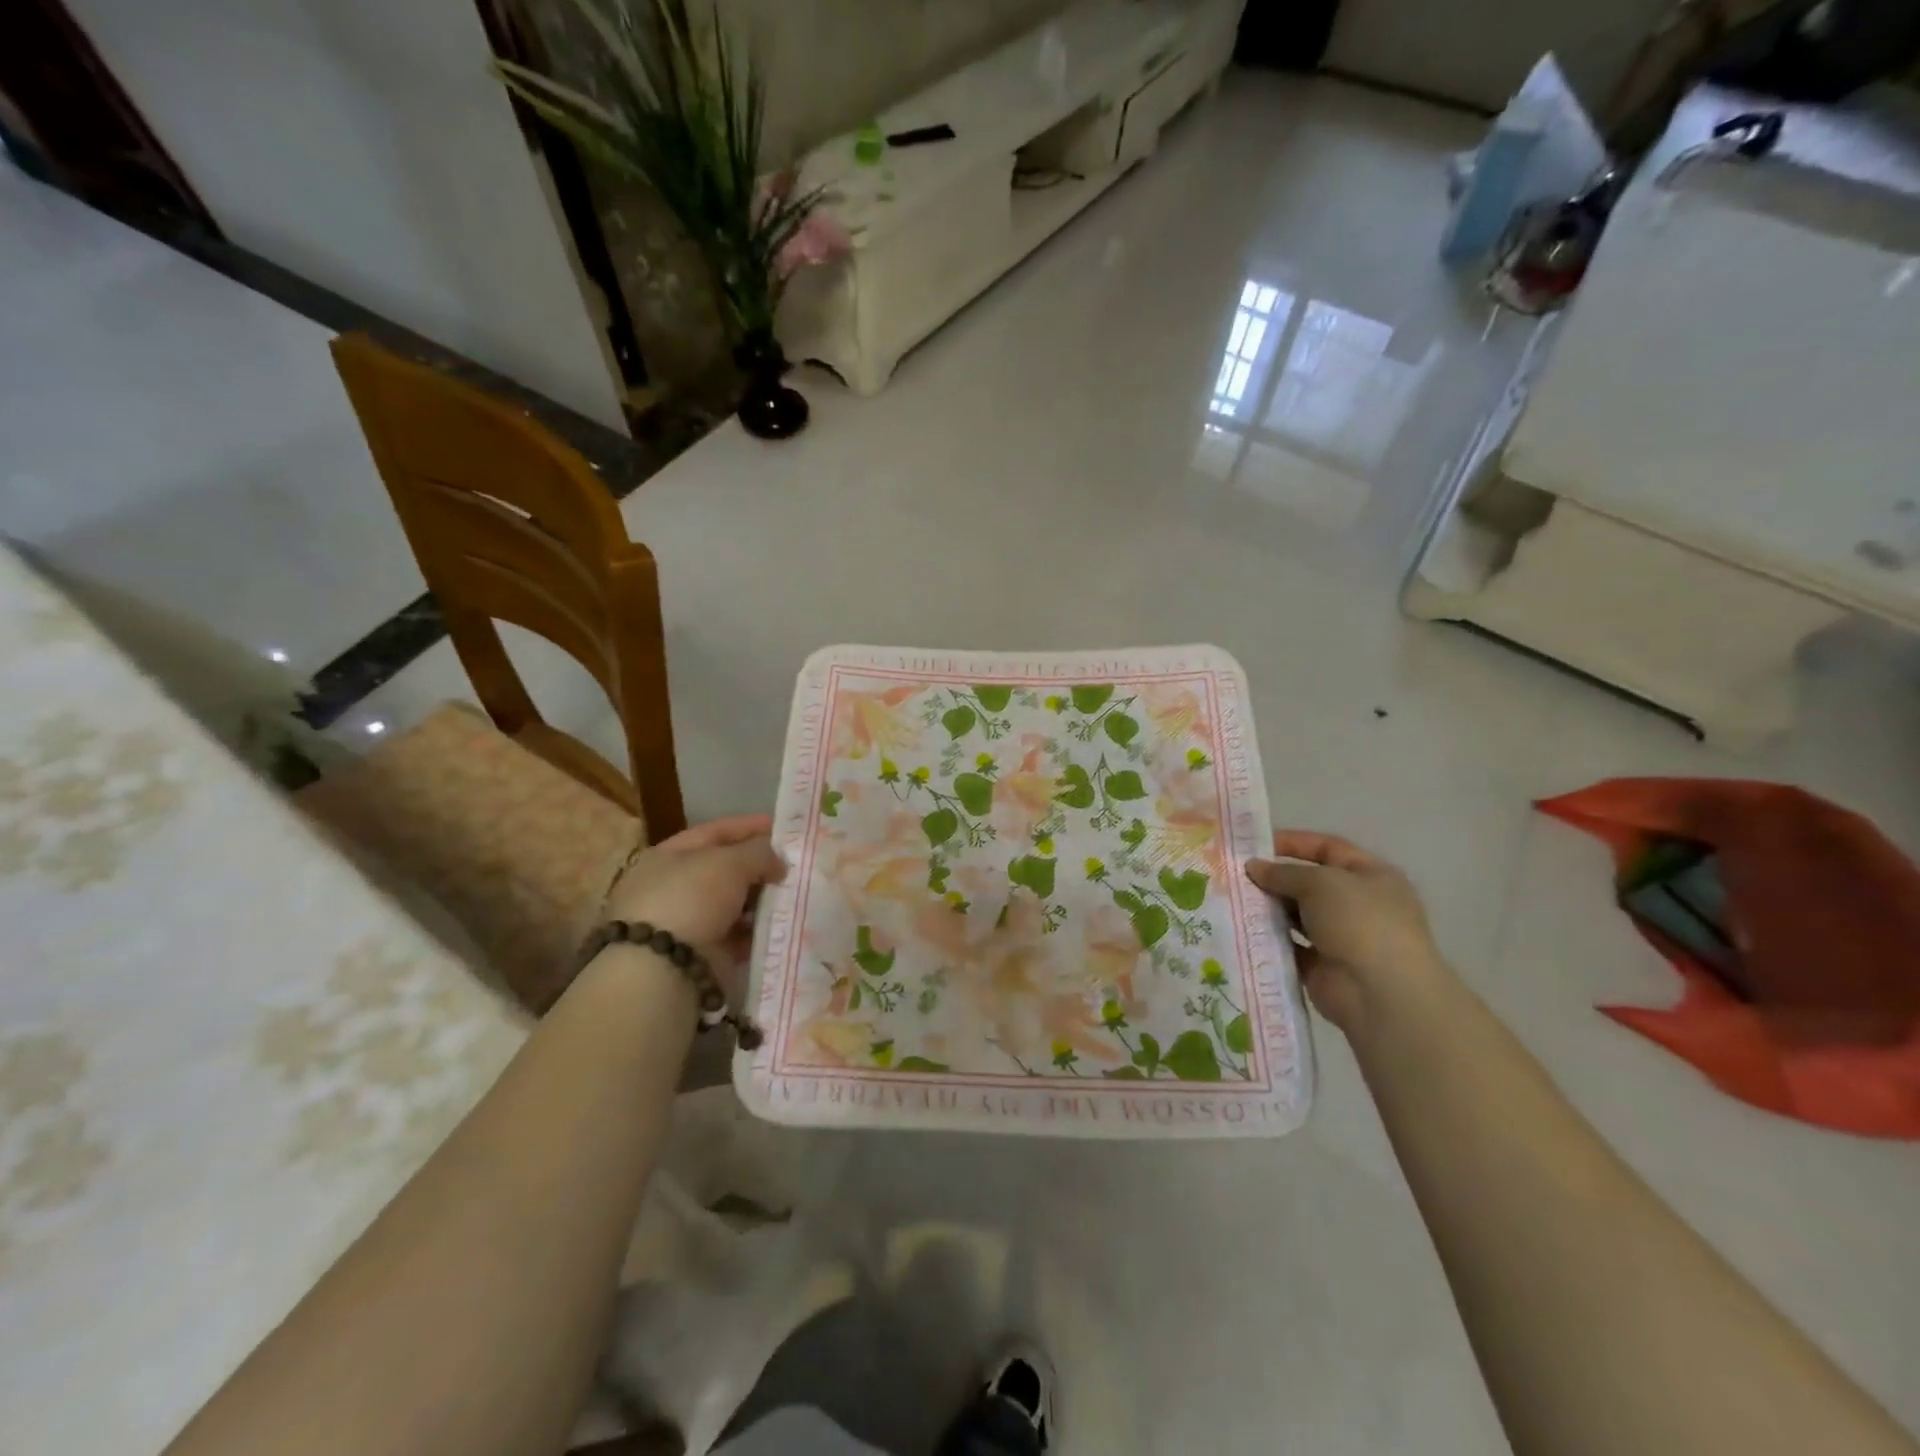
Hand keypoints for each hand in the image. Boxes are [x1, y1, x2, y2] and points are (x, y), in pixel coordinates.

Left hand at [602, 815, 785, 967]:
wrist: (663, 968)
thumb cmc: (691, 898)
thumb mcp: (730, 862)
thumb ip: (759, 852)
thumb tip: (778, 861)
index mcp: (669, 856)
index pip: (715, 832)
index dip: (749, 827)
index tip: (782, 828)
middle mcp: (674, 886)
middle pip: (726, 869)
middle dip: (759, 866)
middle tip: (795, 865)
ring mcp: (687, 922)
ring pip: (734, 903)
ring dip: (762, 900)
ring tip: (794, 895)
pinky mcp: (702, 954)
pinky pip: (737, 936)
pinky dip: (757, 930)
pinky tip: (782, 925)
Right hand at [1245, 830, 1450, 1033]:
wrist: (1380, 993)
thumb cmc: (1359, 922)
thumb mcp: (1320, 882)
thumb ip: (1283, 872)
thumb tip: (1253, 867)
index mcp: (1371, 876)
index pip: (1328, 848)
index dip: (1293, 843)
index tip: (1254, 844)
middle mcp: (1360, 905)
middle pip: (1309, 883)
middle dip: (1274, 878)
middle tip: (1235, 875)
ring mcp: (1343, 938)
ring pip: (1297, 916)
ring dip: (1269, 909)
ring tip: (1233, 901)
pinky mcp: (1323, 968)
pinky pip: (1291, 947)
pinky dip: (1270, 940)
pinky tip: (1242, 930)